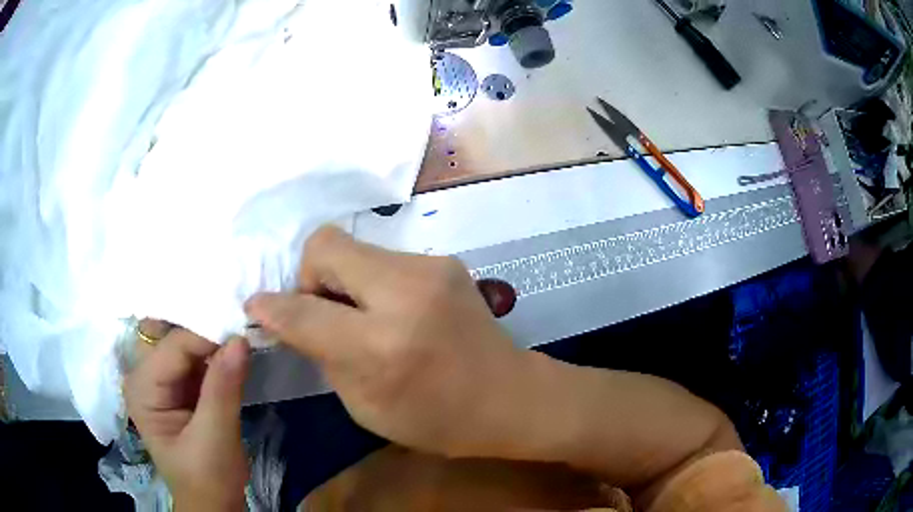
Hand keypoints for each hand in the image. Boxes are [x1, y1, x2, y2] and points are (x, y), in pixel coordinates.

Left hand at [124, 321, 249, 510]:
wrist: (213, 503)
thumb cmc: (208, 478)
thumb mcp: (216, 438)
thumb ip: (223, 389)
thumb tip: (240, 339)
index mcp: (142, 388)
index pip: (174, 346)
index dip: (207, 336)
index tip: (243, 331)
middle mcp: (144, 375)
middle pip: (169, 334)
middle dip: (202, 325)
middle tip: (236, 318)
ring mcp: (160, 379)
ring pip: (183, 341)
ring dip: (210, 337)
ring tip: (238, 330)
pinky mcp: (178, 385)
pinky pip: (194, 357)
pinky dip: (214, 351)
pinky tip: (233, 350)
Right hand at [245, 226, 532, 456]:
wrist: (510, 397)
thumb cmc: (436, 419)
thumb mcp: (363, 405)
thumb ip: (321, 353)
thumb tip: (289, 316)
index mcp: (380, 345)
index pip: (302, 310)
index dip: (271, 307)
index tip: (258, 308)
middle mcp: (405, 292)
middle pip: (325, 245)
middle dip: (309, 276)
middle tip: (321, 311)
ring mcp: (430, 268)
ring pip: (354, 248)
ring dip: (342, 280)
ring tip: (359, 315)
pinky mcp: (444, 261)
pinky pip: (383, 258)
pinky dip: (370, 281)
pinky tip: (390, 311)